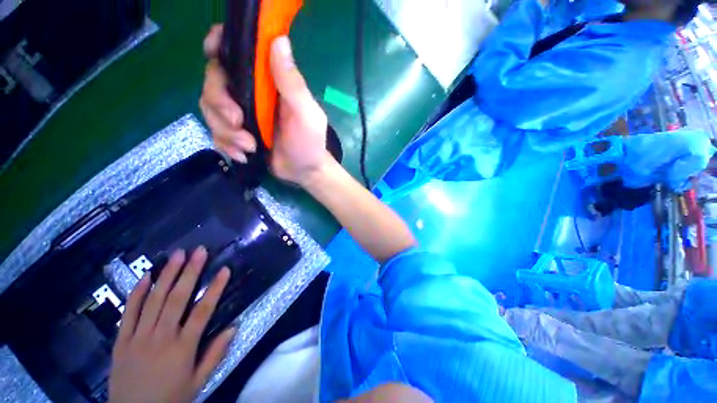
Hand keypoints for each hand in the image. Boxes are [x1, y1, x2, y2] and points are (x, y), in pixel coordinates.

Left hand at [109, 247, 234, 402]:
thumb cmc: (170, 399)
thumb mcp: (198, 382)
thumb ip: (215, 354)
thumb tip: (234, 327)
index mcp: (183, 348)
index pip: (203, 312)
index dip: (215, 289)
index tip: (224, 269)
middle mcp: (161, 338)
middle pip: (177, 299)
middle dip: (190, 272)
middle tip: (199, 251)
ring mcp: (138, 338)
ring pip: (153, 300)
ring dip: (166, 275)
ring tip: (177, 255)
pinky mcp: (121, 341)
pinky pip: (128, 313)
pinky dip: (137, 293)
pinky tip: (146, 276)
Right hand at [200, 25, 331, 186]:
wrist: (304, 171)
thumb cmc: (309, 143)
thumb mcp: (306, 115)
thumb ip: (292, 84)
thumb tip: (279, 40)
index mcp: (269, 83)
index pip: (238, 52)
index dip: (219, 45)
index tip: (212, 53)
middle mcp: (251, 94)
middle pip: (214, 82)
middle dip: (221, 105)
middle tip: (239, 124)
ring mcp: (242, 115)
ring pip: (210, 110)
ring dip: (226, 131)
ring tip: (250, 146)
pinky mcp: (236, 134)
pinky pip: (216, 134)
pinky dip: (227, 145)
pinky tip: (245, 155)